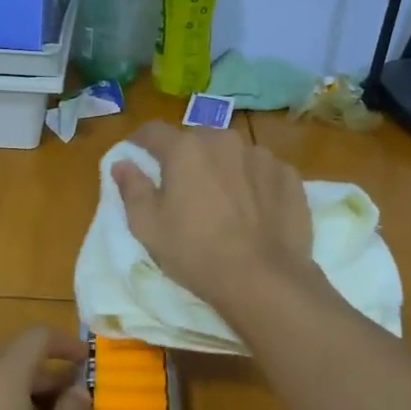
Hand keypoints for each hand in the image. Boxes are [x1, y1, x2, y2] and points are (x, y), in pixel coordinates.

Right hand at [111, 122, 317, 311]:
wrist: (264, 278)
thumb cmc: (196, 252)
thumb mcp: (148, 226)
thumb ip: (132, 188)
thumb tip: (122, 163)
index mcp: (185, 149)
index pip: (153, 131)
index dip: (140, 141)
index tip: (136, 154)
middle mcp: (223, 140)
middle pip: (196, 140)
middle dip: (186, 156)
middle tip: (183, 187)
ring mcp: (261, 155)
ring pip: (232, 153)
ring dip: (223, 167)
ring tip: (224, 200)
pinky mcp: (288, 175)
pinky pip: (262, 171)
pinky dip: (253, 182)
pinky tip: (255, 210)